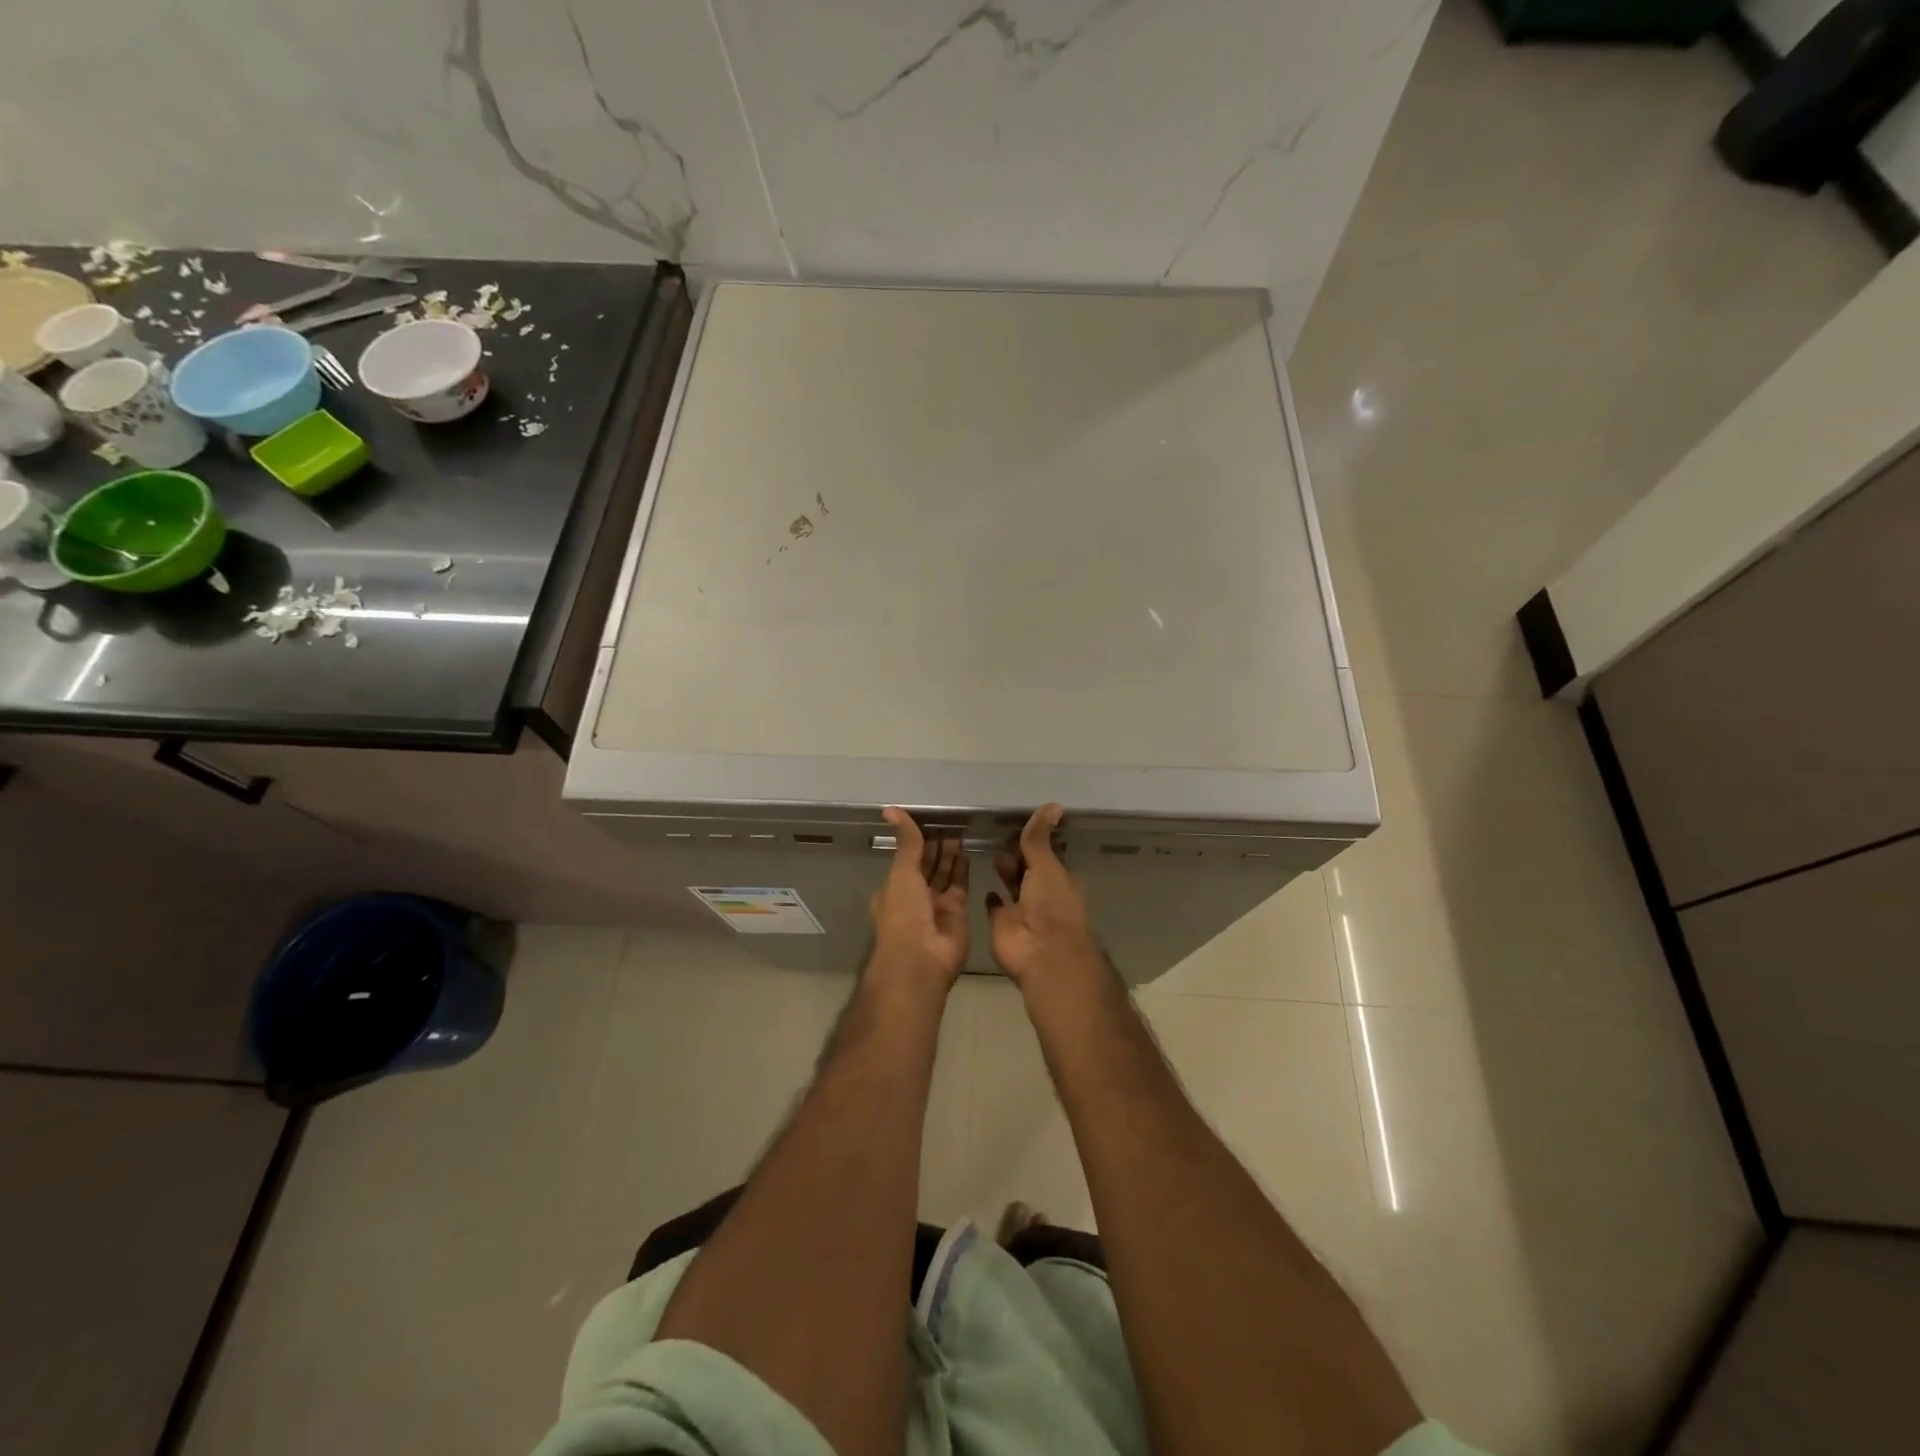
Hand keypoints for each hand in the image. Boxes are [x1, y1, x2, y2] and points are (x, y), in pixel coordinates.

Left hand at [868, 806, 969, 986]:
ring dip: (950, 855)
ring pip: (944, 874)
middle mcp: (914, 896)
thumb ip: (906, 841)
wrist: (922, 958)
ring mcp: (936, 905)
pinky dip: (963, 870)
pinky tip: (967, 851)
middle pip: (927, 865)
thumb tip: (890, 809)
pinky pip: (960, 886)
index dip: (916, 839)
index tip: (929, 819)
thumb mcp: (902, 871)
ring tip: (960, 830)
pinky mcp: (957, 912)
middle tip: (949, 820)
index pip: (907, 857)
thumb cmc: (904, 913)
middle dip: (936, 845)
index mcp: (895, 887)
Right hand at [986, 805, 1103, 989]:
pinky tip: (984, 882)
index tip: (1021, 824)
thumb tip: (1053, 804)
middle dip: (1018, 856)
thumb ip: (1040, 838)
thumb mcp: (1046, 865)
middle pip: (1029, 870)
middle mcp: (1043, 895)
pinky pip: (996, 907)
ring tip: (990, 852)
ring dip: (1006, 872)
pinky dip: (992, 897)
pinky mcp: (1002, 923)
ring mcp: (1022, 910)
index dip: (1036, 843)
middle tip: (1000, 835)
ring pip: (1013, 886)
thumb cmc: (1050, 904)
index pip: (1047, 856)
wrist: (1040, 951)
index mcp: (1060, 880)